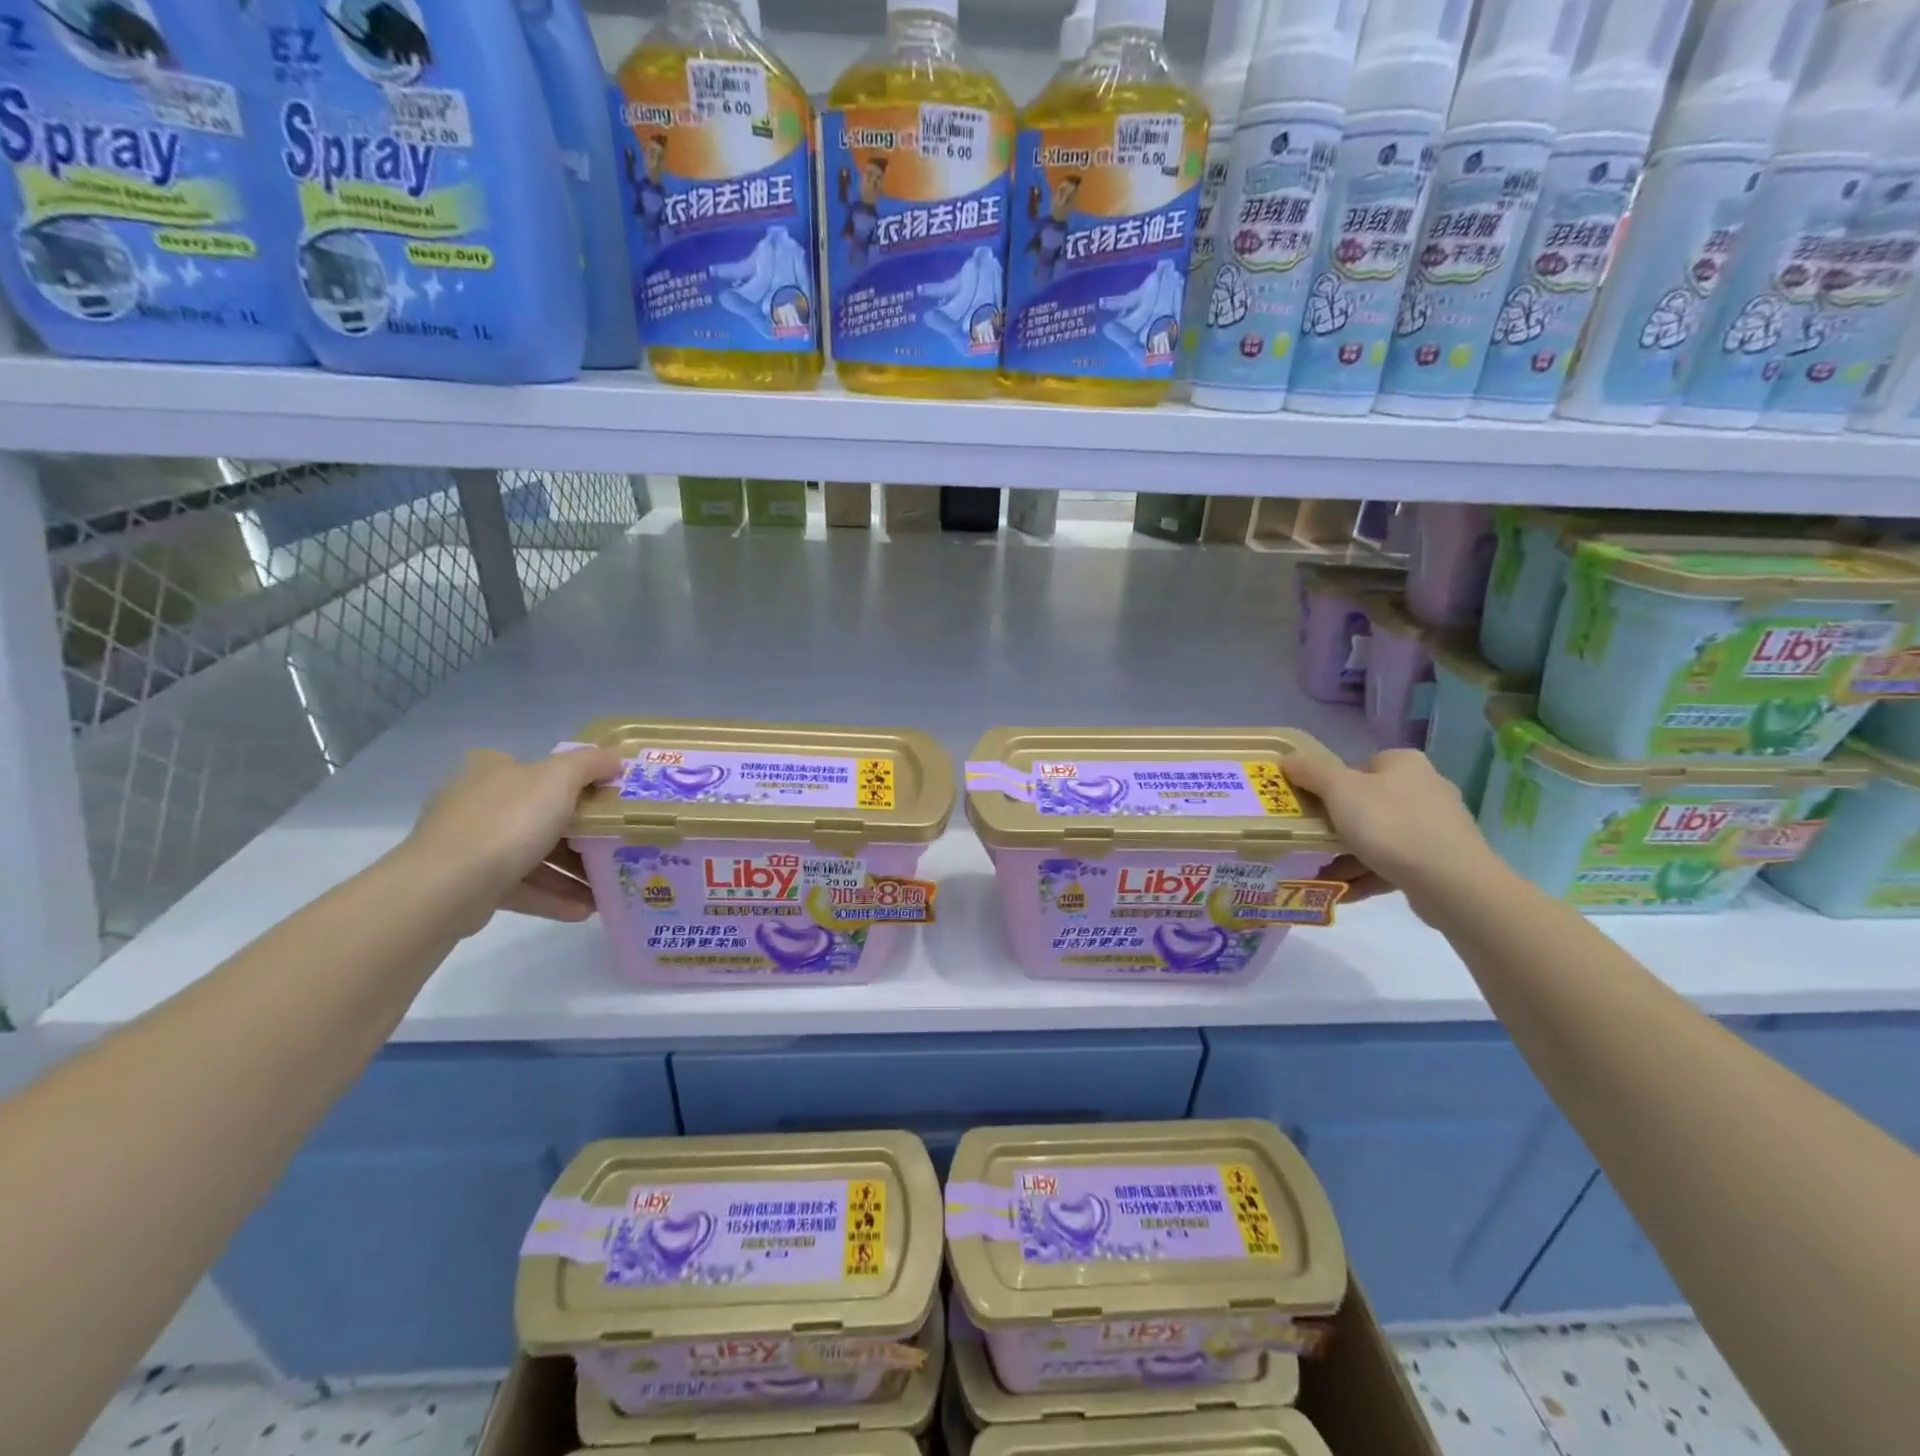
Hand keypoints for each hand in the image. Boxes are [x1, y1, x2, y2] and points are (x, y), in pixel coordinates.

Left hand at [400, 746, 621, 927]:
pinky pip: (522, 887)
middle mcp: (476, 802)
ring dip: (571, 873)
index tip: (607, 804)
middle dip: (581, 836)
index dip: (576, 784)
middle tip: (615, 848)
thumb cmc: (508, 821)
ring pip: (533, 855)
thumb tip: (614, 759)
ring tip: (606, 888)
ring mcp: (470, 845)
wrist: (448, 886)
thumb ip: (591, 763)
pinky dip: (553, 896)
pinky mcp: (470, 885)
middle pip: (541, 816)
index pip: (539, 770)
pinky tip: (584, 910)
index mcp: (493, 769)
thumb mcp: (560, 778)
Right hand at [1283, 744, 1503, 916]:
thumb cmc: (1390, 825)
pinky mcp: (1441, 861)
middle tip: (1310, 842)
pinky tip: (1342, 892)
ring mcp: (1436, 827)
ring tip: (1320, 874)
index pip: (1360, 766)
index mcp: (1404, 764)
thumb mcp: (1339, 791)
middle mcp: (1425, 788)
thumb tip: (1286, 759)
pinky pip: (1394, 864)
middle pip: (1367, 803)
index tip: (1312, 808)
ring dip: (1347, 855)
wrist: (1452, 883)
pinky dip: (1367, 875)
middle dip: (1336, 826)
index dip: (1331, 785)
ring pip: (1379, 837)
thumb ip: (1310, 772)